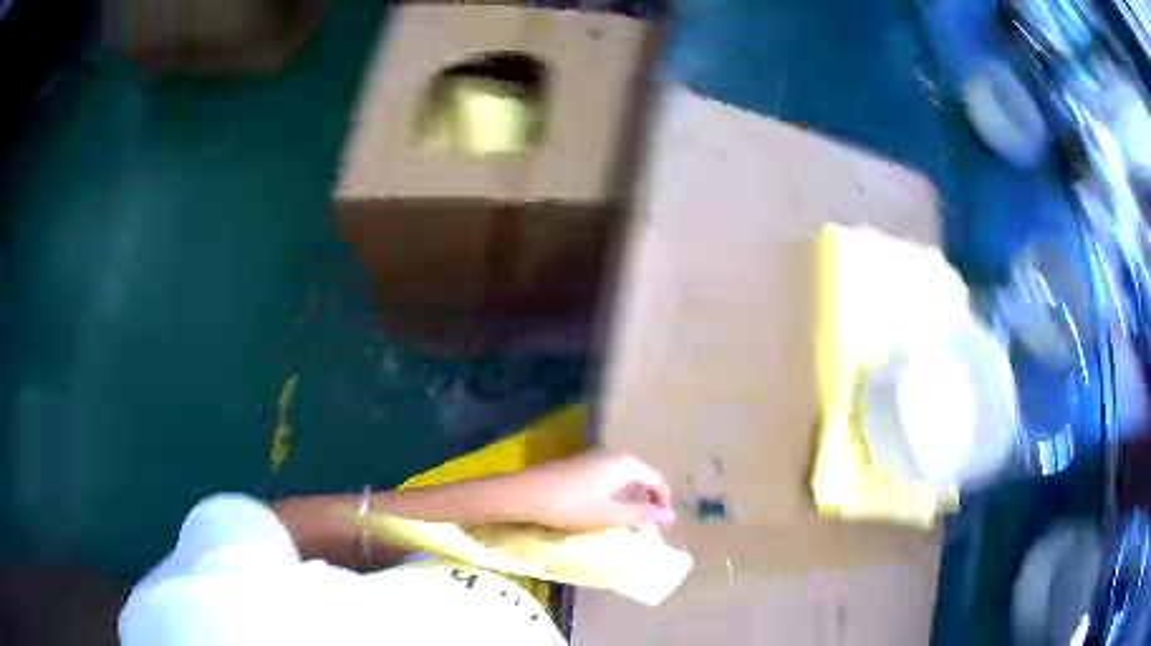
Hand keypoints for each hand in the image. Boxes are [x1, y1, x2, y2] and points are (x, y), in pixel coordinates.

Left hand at [516, 450, 674, 530]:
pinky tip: (604, 510)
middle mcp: (613, 455)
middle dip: (647, 500)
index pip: (657, 480)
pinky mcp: (579, 466)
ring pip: (623, 478)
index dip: (663, 502)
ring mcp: (594, 458)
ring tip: (628, 520)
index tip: (662, 525)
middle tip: (648, 523)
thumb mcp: (610, 515)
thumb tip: (669, 514)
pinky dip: (614, 495)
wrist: (525, 494)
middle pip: (641, 476)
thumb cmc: (572, 506)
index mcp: (626, 464)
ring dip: (630, 498)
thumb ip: (641, 514)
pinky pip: (607, 479)